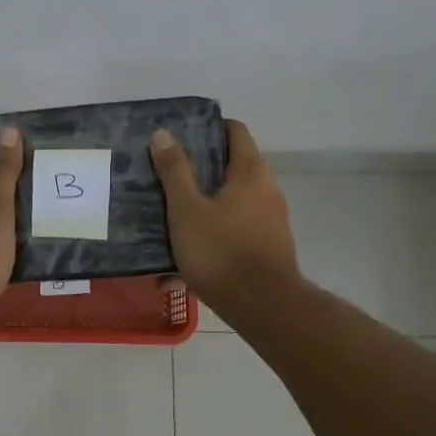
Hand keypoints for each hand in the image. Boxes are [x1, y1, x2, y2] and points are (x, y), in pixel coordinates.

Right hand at [149, 120, 298, 313]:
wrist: (263, 307)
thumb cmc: (221, 250)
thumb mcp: (186, 209)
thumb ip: (175, 171)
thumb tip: (164, 134)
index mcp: (250, 173)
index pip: (235, 132)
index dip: (210, 128)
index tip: (182, 134)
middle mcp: (267, 191)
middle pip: (233, 168)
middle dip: (201, 170)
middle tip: (167, 175)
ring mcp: (271, 222)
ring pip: (232, 204)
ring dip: (204, 207)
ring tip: (170, 218)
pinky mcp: (268, 249)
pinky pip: (234, 233)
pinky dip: (211, 237)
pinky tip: (181, 264)